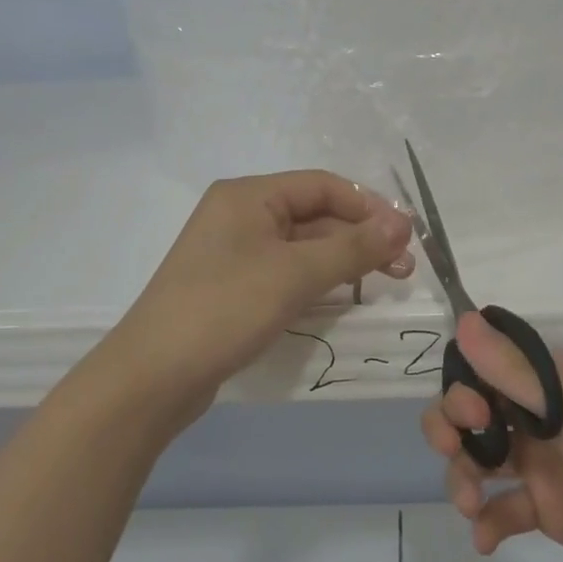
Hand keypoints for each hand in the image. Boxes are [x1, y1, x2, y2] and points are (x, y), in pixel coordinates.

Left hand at [112, 171, 413, 419]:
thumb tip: (403, 224)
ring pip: (302, 247)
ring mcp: (234, 254)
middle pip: (314, 215)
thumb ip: (353, 248)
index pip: (323, 186)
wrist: (155, 375)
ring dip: (344, 261)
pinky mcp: (233, 288)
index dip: (369, 207)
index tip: (407, 237)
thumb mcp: (295, 274)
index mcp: (248, 195)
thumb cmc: (226, 309)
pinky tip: (343, 298)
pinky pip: (286, 273)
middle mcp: (240, 215)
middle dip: (361, 237)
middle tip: (403, 269)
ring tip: (384, 283)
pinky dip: (317, 281)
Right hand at [420, 311, 562, 561]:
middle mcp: (542, 417)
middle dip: (452, 431)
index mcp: (552, 383)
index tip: (470, 415)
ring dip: (464, 479)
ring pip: (480, 460)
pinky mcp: (546, 509)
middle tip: (453, 453)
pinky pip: (500, 508)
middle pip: (473, 415)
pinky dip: (486, 521)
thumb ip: (515, 372)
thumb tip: (464, 320)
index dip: (463, 390)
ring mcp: (542, 464)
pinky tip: (486, 541)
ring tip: (470, 507)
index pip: (486, 370)